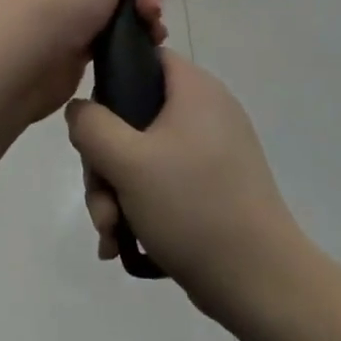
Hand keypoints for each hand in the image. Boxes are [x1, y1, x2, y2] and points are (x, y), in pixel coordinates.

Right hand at [65, 50, 308, 319]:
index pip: (145, 58)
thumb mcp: (127, 161)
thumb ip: (91, 125)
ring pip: (143, 155)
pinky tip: (122, 242)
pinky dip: (140, 206)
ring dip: (116, 192)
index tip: (92, 124)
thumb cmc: (192, 207)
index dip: (110, 82)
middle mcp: (207, 112)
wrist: (260, 282)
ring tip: (111, 233)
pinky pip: (163, 182)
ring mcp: (212, 151)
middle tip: (101, 201)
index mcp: (195, 90)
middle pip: (135, 116)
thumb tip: (80, 109)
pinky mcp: (213, 186)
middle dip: (105, 163)